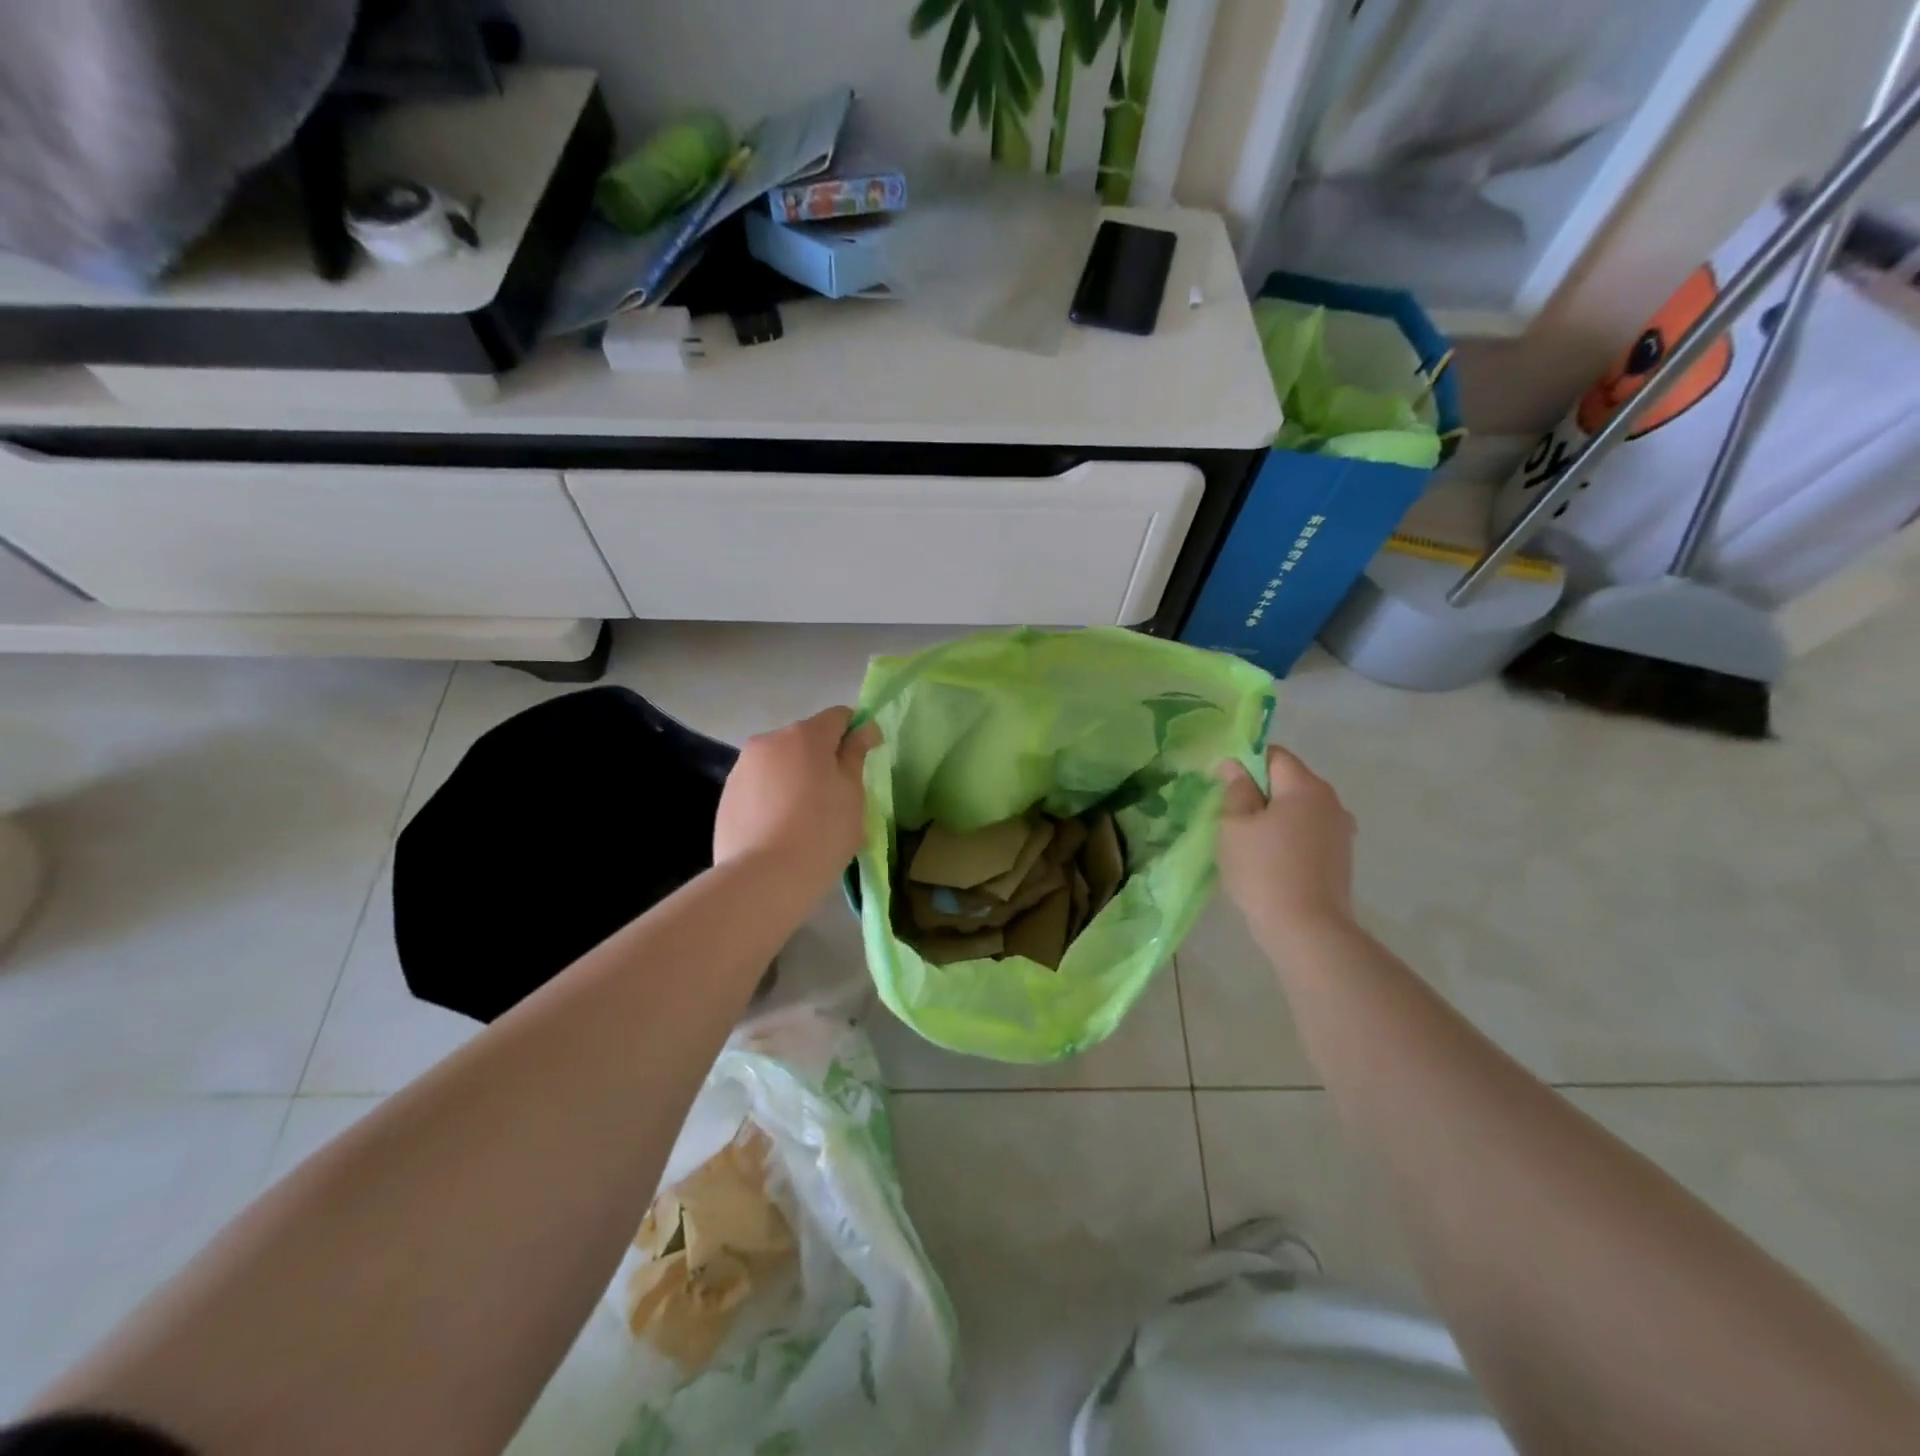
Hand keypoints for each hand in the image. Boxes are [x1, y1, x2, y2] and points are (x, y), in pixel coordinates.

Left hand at [715, 707, 878, 889]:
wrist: (763, 879)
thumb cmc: (822, 833)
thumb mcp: (852, 794)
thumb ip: (856, 754)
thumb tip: (864, 728)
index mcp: (806, 735)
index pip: (838, 717)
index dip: (855, 733)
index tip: (864, 761)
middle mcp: (770, 741)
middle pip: (806, 739)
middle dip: (823, 759)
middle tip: (836, 798)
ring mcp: (743, 767)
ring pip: (780, 763)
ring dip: (796, 777)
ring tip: (805, 818)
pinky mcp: (727, 794)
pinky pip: (760, 786)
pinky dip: (774, 797)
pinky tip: (781, 829)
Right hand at [1216, 744, 1356, 939]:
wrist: (1307, 930)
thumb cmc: (1264, 871)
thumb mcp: (1235, 826)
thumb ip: (1236, 790)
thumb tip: (1235, 766)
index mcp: (1306, 787)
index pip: (1274, 756)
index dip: (1246, 764)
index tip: (1225, 789)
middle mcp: (1330, 801)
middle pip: (1289, 781)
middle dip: (1260, 793)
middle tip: (1231, 818)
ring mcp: (1340, 831)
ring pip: (1299, 809)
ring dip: (1274, 817)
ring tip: (1249, 844)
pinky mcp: (1340, 858)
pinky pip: (1308, 833)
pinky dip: (1288, 838)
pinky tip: (1271, 862)